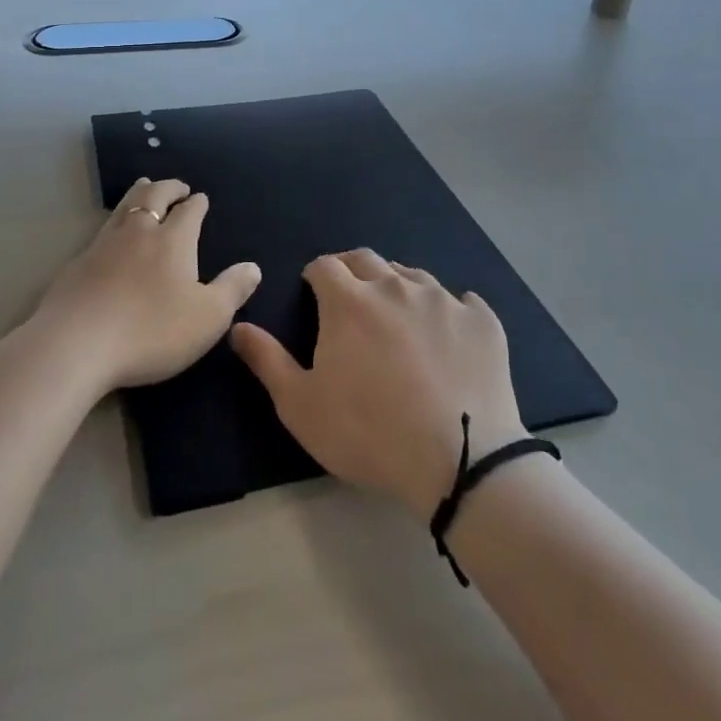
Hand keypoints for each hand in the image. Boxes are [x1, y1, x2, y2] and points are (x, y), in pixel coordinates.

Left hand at [32, 178, 262, 394]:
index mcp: (174, 240)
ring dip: (139, 193)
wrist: (75, 343)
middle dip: (168, 187)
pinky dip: (115, 220)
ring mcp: (104, 244)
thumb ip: (233, 290)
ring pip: (125, 206)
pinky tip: (112, 232)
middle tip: (176, 185)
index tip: (201, 198)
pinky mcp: (78, 262)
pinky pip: (103, 229)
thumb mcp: (207, 318)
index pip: (189, 211)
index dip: (197, 203)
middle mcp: (139, 232)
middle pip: (154, 196)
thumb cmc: (151, 330)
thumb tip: (253, 267)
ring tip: (145, 186)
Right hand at [231, 249, 525, 520]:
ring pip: (413, 275)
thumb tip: (238, 326)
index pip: (324, 265)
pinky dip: (450, 311)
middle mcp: (395, 286)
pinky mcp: (482, 321)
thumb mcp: (301, 406)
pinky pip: (463, 302)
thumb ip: (267, 360)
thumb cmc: (369, 433)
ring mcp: (443, 300)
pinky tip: (449, 335)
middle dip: (351, 270)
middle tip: (349, 296)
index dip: (314, 275)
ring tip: (396, 315)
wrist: (461, 462)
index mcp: (349, 300)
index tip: (313, 291)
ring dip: (397, 286)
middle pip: (366, 259)